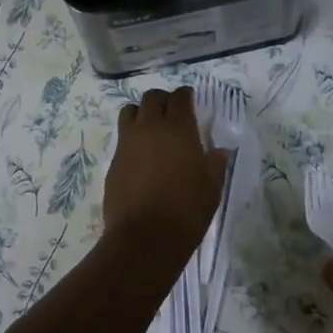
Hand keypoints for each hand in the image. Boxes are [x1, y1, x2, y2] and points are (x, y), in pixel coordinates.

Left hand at [103, 88, 228, 255]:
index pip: (180, 97)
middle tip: (172, 113)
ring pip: (130, 111)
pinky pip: (122, 137)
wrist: (146, 237)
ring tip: (151, 129)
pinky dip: (131, 138)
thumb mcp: (212, 187)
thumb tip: (218, 151)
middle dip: (163, 100)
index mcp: (178, 128)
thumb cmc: (187, 209)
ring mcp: (127, 142)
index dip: (186, 96)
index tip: (191, 101)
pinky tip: (141, 155)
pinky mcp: (113, 160)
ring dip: (142, 114)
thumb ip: (215, 163)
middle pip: (152, 98)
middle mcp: (150, 127)